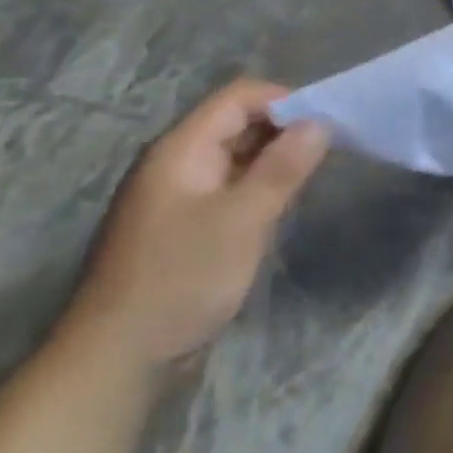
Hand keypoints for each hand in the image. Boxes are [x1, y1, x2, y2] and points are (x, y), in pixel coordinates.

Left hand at [63, 79, 328, 369]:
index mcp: (181, 150)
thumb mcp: (243, 219)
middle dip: (284, 128)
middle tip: (331, 149)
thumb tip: (319, 122)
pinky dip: (259, 185)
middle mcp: (176, 163)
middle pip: (235, 123)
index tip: (328, 122)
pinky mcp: (185, 225)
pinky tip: (282, 203)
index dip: (285, 100)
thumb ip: (282, 167)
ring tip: (314, 173)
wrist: (121, 355)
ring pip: (234, 156)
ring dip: (274, 158)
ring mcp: (178, 196)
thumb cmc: (182, 278)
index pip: (238, 98)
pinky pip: (228, 187)